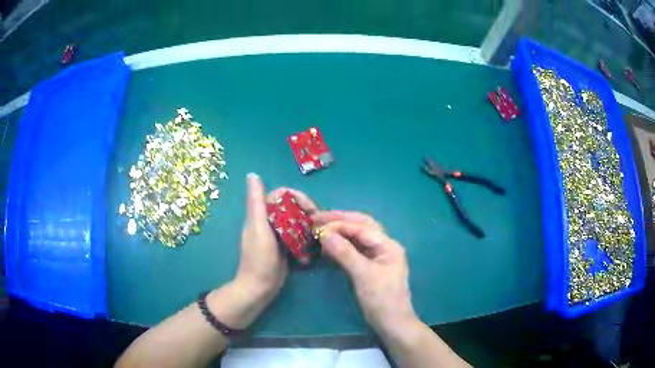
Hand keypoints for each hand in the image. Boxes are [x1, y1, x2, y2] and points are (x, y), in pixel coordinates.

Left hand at [228, 174, 316, 326]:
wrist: (260, 288)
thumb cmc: (259, 259)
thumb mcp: (258, 229)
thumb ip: (256, 203)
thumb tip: (252, 174)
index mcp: (260, 214)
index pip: (281, 194)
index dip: (297, 196)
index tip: (310, 208)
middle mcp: (268, 221)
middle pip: (290, 206)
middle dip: (305, 210)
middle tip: (317, 221)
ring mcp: (277, 235)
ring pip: (295, 220)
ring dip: (307, 223)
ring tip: (317, 232)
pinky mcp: (284, 247)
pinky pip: (297, 235)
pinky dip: (305, 238)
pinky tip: (312, 245)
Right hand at [313, 211, 417, 335]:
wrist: (391, 323)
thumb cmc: (381, 299)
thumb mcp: (363, 275)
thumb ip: (345, 253)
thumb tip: (325, 234)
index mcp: (388, 245)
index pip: (362, 228)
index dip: (339, 224)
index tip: (318, 225)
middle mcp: (383, 246)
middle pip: (360, 226)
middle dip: (339, 220)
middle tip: (317, 218)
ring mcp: (376, 256)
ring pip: (356, 237)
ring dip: (339, 231)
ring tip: (319, 228)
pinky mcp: (368, 266)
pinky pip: (354, 250)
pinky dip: (341, 245)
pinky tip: (328, 245)